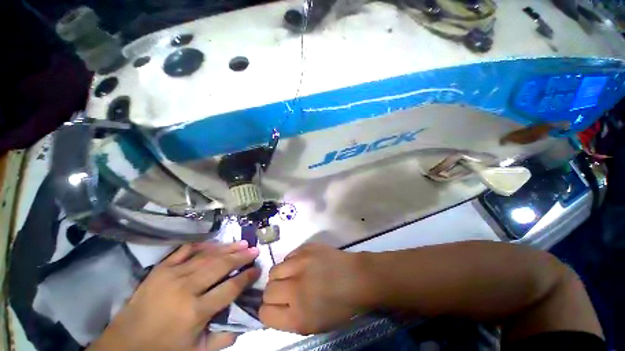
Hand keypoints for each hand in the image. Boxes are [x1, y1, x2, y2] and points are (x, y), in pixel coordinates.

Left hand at [88, 241, 259, 350]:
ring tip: (242, 243)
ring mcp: (171, 275)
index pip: (229, 289)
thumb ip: (223, 338)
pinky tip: (215, 243)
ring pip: (206, 256)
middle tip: (255, 249)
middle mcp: (185, 289)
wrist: (124, 345)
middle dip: (241, 257)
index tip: (257, 270)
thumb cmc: (164, 350)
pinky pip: (185, 251)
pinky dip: (203, 245)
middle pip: (220, 267)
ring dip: (227, 248)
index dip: (246, 278)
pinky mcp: (161, 269)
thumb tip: (245, 321)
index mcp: (195, 312)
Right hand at [259, 243, 373, 334]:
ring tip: (293, 275)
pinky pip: (288, 256)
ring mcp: (300, 264)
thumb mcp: (315, 324)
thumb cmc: (340, 305)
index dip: (268, 312)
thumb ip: (290, 319)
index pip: (264, 314)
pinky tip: (303, 264)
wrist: (356, 278)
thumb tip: (274, 308)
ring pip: (274, 270)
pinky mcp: (306, 248)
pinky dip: (291, 262)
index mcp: (297, 316)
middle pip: (267, 291)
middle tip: (286, 291)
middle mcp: (294, 289)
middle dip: (274, 293)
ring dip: (280, 276)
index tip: (276, 307)